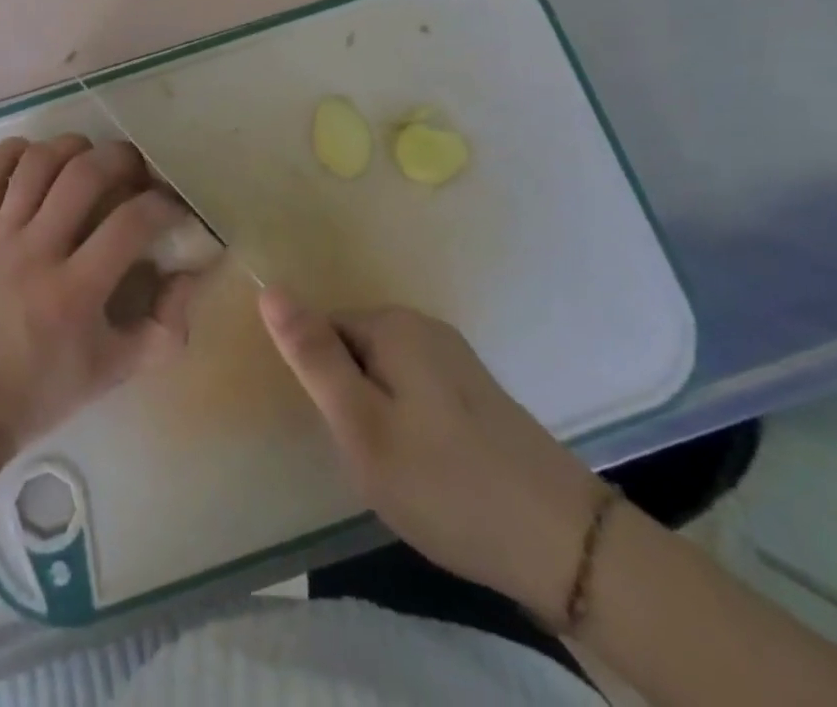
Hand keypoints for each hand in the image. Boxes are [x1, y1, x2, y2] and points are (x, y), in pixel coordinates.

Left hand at [0, 135, 202, 451]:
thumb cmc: (46, 388)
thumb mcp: (117, 370)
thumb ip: (166, 326)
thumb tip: (190, 273)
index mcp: (75, 292)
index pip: (130, 223)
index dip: (164, 205)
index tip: (175, 209)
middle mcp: (36, 252)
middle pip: (83, 174)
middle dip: (122, 159)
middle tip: (138, 171)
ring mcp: (0, 235)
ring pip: (38, 162)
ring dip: (73, 147)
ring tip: (92, 158)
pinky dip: (13, 151)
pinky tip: (37, 156)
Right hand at [259, 289, 604, 627]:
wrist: (567, 546)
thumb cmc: (446, 483)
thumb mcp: (361, 425)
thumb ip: (313, 357)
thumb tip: (269, 290)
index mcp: (393, 325)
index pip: (323, 331)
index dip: (322, 384)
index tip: (341, 433)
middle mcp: (424, 327)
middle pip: (353, 348)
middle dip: (349, 399)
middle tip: (370, 458)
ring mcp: (455, 358)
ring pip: (383, 375)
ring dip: (378, 415)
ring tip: (400, 470)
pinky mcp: (475, 392)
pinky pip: (415, 392)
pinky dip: (409, 424)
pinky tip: (431, 470)